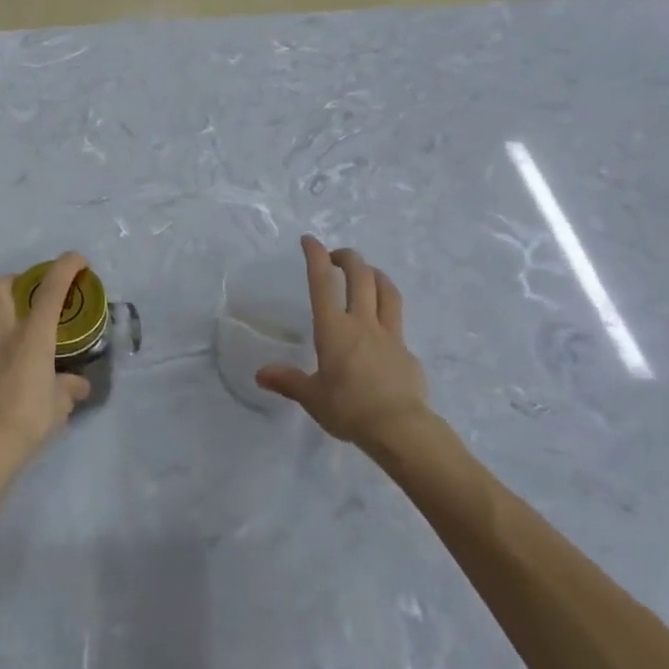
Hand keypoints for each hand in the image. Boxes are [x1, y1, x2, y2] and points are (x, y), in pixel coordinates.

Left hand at [0, 252, 92, 463]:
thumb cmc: (28, 416)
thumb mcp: (60, 404)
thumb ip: (69, 388)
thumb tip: (78, 385)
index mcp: (32, 334)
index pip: (50, 290)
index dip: (64, 268)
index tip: (78, 260)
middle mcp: (6, 332)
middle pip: (1, 287)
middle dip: (19, 279)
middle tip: (38, 290)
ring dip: (6, 300)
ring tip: (27, 315)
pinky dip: (3, 328)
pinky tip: (18, 348)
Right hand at [255, 236, 431, 448]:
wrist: (400, 428)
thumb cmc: (349, 408)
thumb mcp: (312, 397)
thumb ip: (288, 381)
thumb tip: (261, 374)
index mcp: (333, 329)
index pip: (322, 282)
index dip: (315, 256)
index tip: (310, 240)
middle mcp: (361, 323)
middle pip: (360, 276)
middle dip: (348, 257)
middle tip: (337, 255)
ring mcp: (389, 335)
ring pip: (386, 291)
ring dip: (375, 274)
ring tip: (367, 272)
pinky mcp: (407, 351)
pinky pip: (397, 322)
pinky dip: (387, 312)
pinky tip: (381, 327)